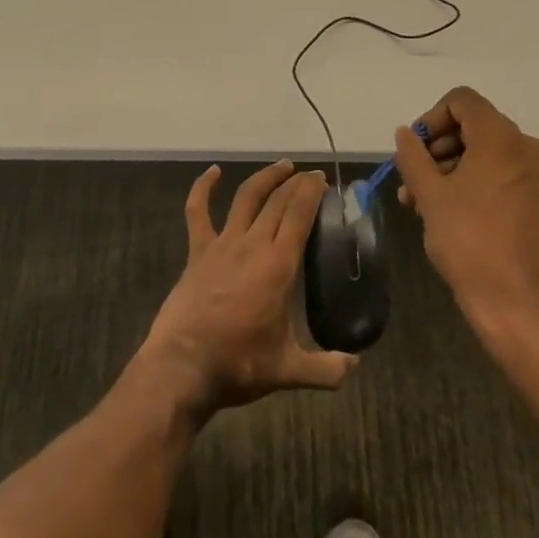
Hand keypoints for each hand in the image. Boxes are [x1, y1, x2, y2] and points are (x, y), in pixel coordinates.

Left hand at [136, 160, 357, 415]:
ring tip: (281, 166)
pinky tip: (213, 172)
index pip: (299, 214)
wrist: (183, 367)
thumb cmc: (238, 365)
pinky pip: (198, 212)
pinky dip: (204, 188)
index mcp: (278, 265)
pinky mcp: (197, 251)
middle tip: (310, 175)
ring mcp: (222, 244)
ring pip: (246, 197)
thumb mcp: (288, 370)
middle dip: (296, 183)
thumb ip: (326, 369)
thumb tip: (355, 366)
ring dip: (265, 177)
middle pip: (277, 200)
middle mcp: (252, 244)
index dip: (311, 191)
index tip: (321, 179)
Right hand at [394, 87, 538, 324]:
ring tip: (414, 200)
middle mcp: (520, 145)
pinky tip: (437, 209)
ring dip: (444, 168)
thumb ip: (413, 156)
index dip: (431, 117)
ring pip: (477, 151)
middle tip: (409, 177)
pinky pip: (491, 171)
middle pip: (469, 125)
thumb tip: (405, 133)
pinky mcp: (528, 195)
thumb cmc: (468, 240)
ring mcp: (528, 171)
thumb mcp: (430, 194)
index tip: (413, 148)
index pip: (461, 101)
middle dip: (433, 147)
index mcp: (499, 137)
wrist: (513, 300)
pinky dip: (465, 180)